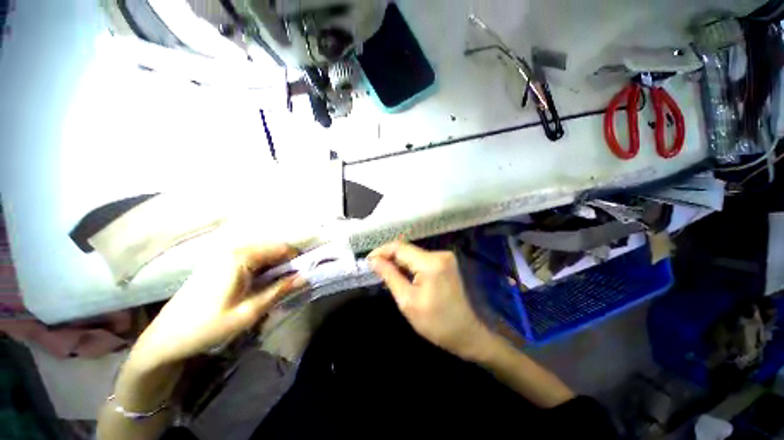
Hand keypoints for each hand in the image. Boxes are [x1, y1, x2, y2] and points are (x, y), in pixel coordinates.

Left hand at [128, 242, 304, 371]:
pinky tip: (260, 282)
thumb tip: (305, 277)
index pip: (281, 248)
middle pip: (271, 248)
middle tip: (292, 281)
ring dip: (274, 265)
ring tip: (277, 284)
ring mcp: (222, 254)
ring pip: (262, 252)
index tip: (303, 273)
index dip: (296, 259)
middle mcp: (232, 249)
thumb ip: (279, 290)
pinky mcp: (217, 261)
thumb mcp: (249, 312)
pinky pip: (250, 257)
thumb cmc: (208, 326)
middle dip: (285, 262)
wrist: (166, 338)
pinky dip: (261, 266)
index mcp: (240, 257)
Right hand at [369, 241, 494, 360]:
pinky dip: (409, 266)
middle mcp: (439, 254)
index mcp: (430, 263)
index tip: (368, 262)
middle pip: (407, 249)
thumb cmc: (436, 322)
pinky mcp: (445, 263)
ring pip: (413, 254)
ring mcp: (444, 257)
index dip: (381, 251)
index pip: (399, 247)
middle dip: (389, 258)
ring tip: (385, 274)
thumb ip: (390, 276)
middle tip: (374, 270)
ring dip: (398, 262)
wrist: (466, 333)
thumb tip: (374, 260)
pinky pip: (421, 259)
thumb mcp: (407, 301)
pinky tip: (401, 276)